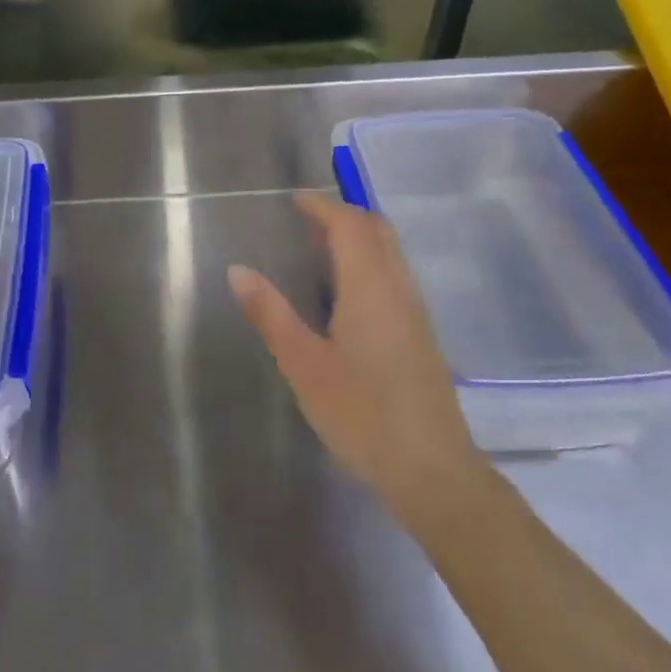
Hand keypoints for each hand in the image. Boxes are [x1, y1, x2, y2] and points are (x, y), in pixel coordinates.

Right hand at [229, 192, 483, 522]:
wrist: (433, 470)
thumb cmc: (362, 414)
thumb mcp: (304, 364)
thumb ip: (271, 313)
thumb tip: (238, 270)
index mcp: (370, 287)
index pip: (350, 224)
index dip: (322, 206)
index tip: (293, 201)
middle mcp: (398, 288)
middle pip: (378, 229)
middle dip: (344, 214)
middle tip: (305, 220)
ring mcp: (415, 311)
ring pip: (391, 252)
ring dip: (359, 237)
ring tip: (319, 250)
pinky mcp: (421, 334)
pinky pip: (395, 275)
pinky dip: (369, 261)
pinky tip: (346, 293)